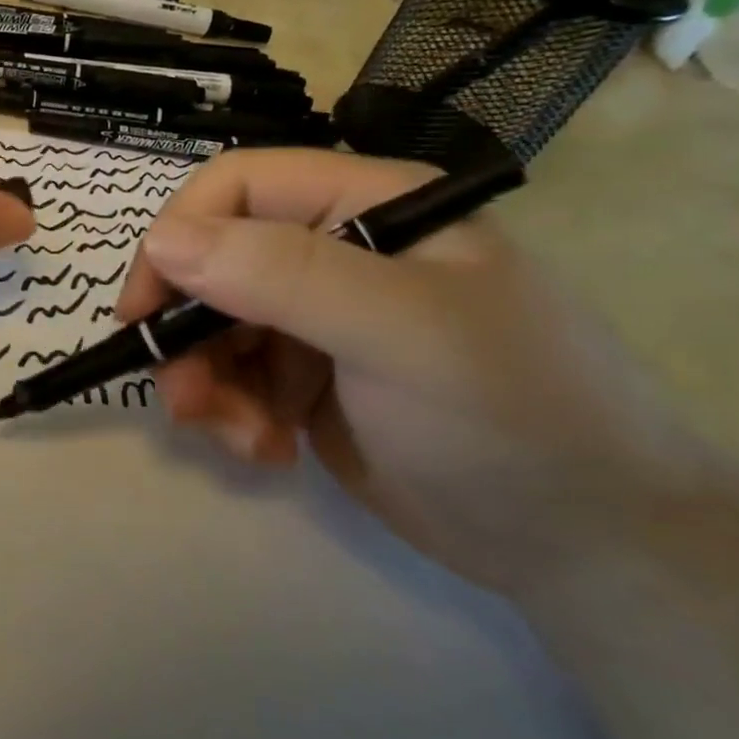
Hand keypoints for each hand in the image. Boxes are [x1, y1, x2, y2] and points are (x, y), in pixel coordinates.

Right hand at [116, 149, 682, 595]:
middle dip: (187, 332)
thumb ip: (282, 275)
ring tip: (240, 439)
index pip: (237, 187)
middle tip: (187, 401)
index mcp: (367, 206)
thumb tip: (162, 239)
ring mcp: (319, 318)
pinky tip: (269, 451)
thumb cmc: (512, 418)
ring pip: (212, 325)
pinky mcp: (308, 378)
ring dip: (208, 382)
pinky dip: (233, 414)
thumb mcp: (400, 333)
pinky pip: (234, 375)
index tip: (144, 312)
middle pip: (212, 262)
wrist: (595, 551)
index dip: (178, 238)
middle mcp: (336, 251)